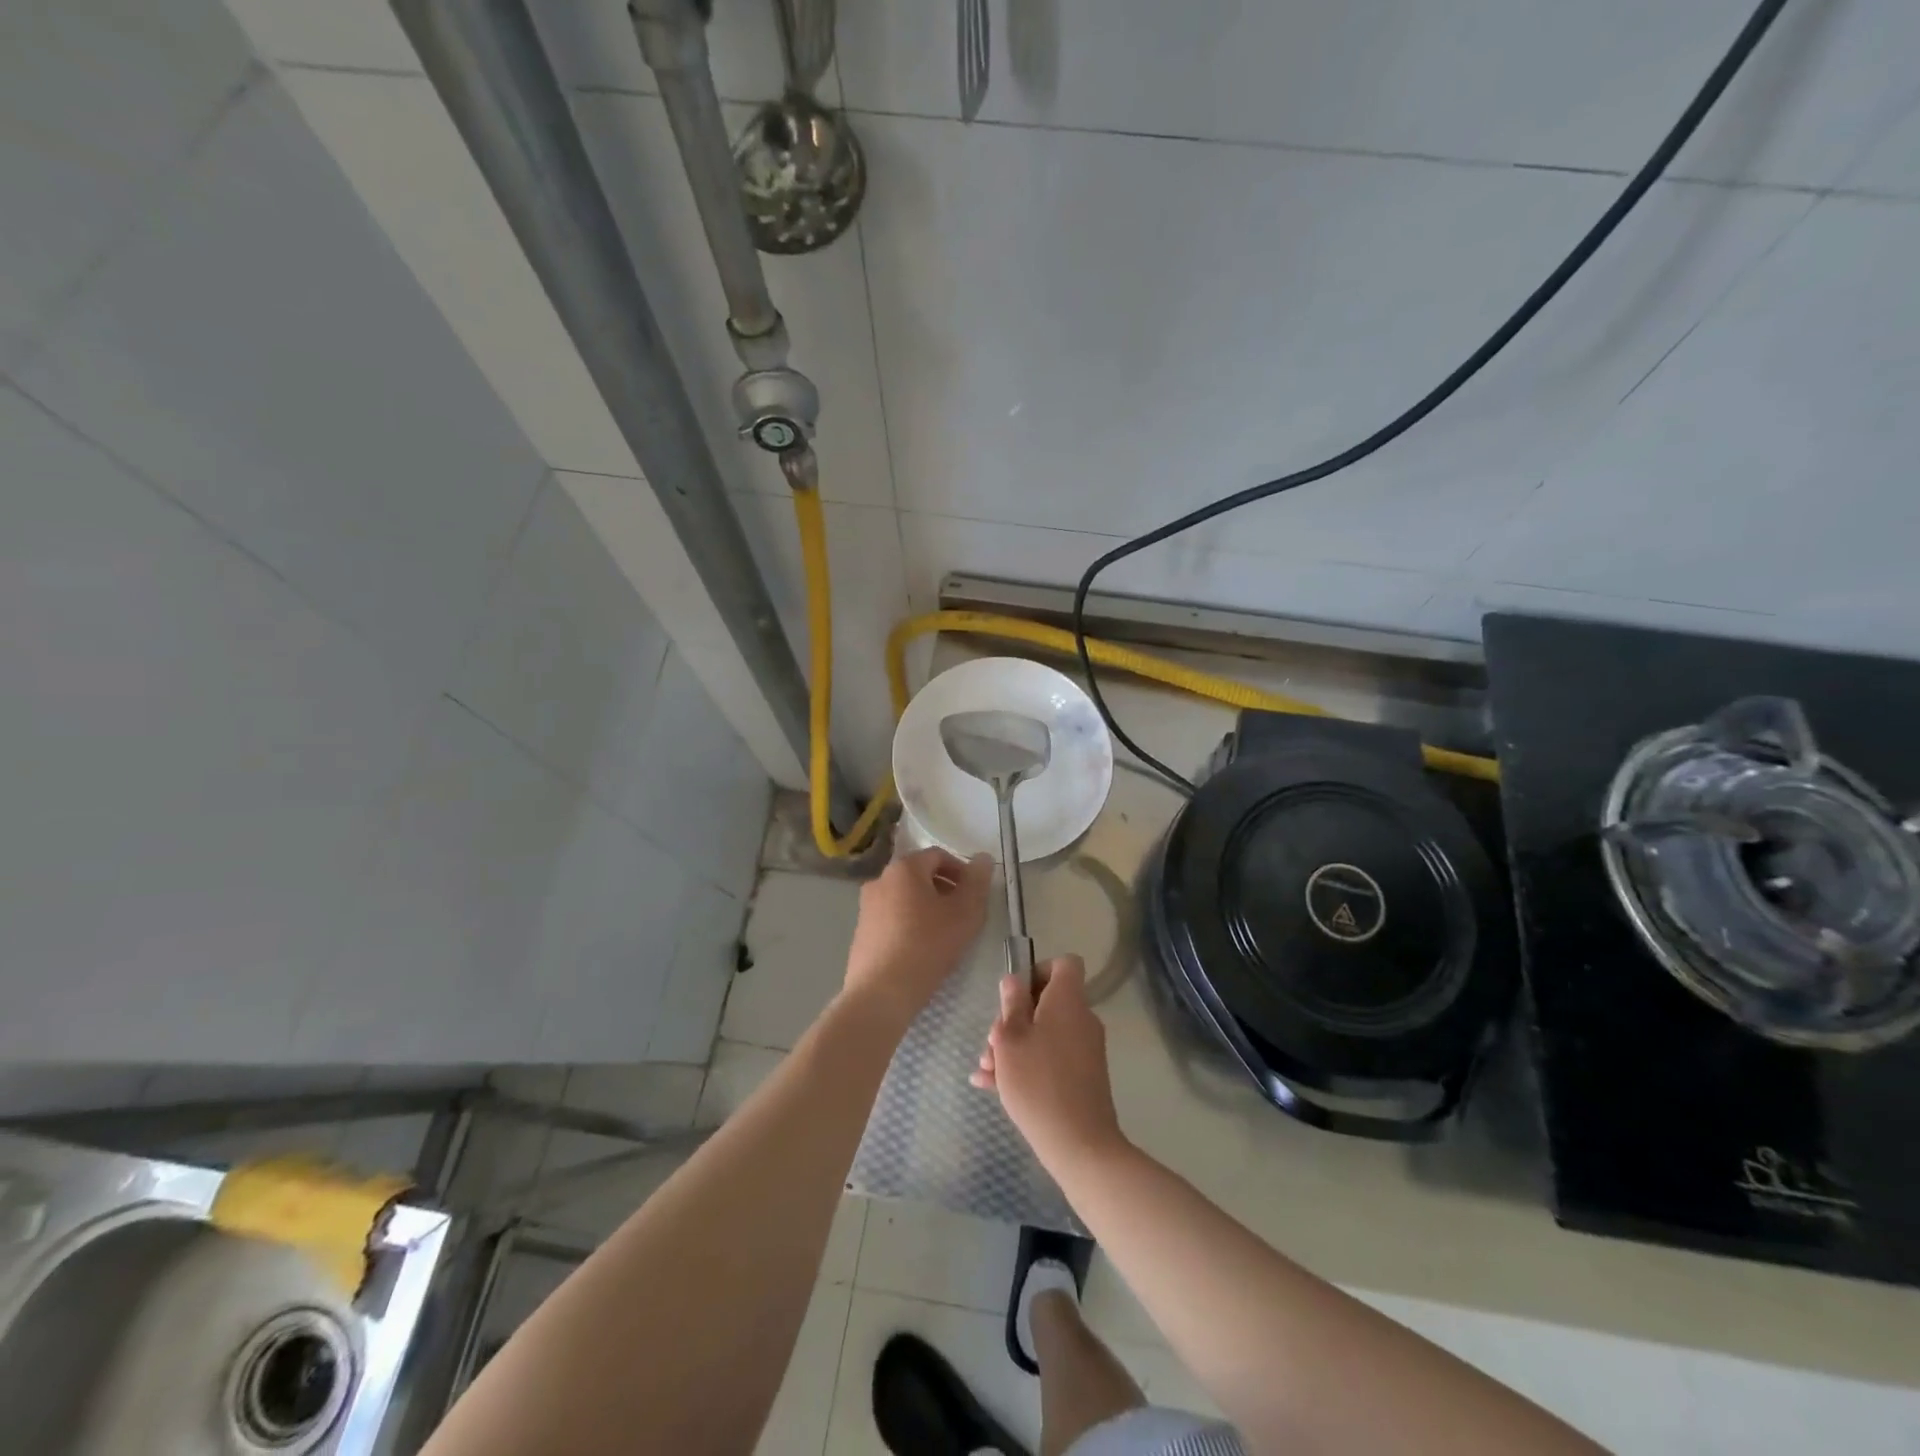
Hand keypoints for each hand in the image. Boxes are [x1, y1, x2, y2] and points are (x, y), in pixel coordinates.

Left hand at [842, 847, 992, 1027]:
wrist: (881, 991)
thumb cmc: (928, 945)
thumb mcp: (965, 913)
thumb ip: (977, 882)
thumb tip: (983, 857)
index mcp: (904, 868)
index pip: (938, 855)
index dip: (961, 870)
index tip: (975, 894)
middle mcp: (880, 880)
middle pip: (919, 875)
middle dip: (944, 889)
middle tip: (963, 914)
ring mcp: (866, 907)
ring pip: (904, 897)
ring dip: (926, 907)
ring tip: (944, 933)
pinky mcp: (861, 932)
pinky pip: (891, 918)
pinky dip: (908, 924)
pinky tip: (920, 949)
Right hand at [971, 955, 1125, 1172]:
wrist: (1079, 1144)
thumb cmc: (1038, 1082)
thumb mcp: (1010, 1039)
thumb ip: (1011, 1004)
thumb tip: (1014, 980)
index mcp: (1068, 1000)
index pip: (1064, 964)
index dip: (1038, 971)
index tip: (1015, 994)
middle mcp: (1081, 1019)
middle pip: (1047, 1002)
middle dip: (1014, 1017)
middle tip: (992, 1042)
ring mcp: (1085, 1049)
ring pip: (1044, 1033)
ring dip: (1014, 1045)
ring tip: (986, 1068)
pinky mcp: (1083, 1077)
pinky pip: (1051, 1058)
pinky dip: (1026, 1065)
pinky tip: (992, 1086)